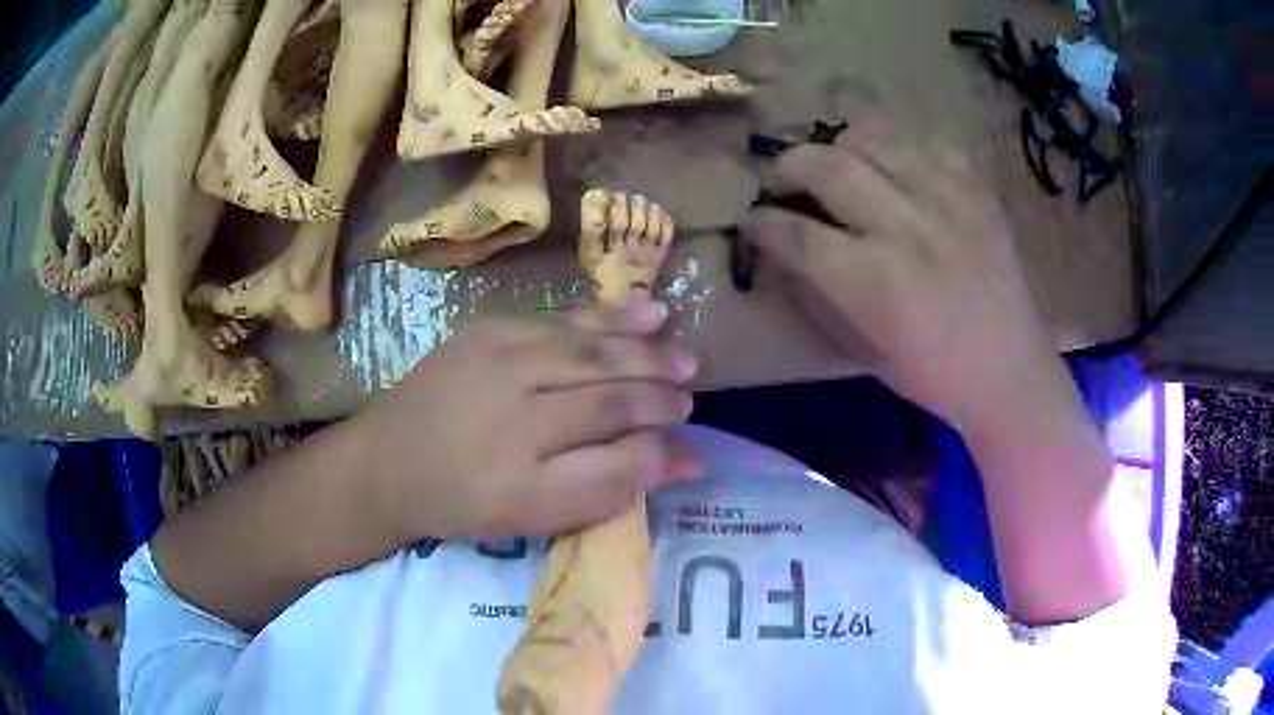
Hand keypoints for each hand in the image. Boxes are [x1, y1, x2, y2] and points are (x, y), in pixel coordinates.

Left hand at [355, 298, 700, 540]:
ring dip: (644, 349)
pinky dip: (608, 317)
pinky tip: (645, 311)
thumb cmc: (462, 502)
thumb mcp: (536, 517)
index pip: (618, 448)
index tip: (690, 440)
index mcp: (524, 472)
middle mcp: (515, 407)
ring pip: (590, 347)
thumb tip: (683, 461)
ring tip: (682, 355)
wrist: (386, 461)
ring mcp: (498, 358)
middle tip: (690, 394)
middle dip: (659, 390)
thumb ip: (609, 488)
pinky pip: (561, 319)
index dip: (660, 441)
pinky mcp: (487, 329)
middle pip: (608, 390)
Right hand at [744, 117, 1064, 427]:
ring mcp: (947, 200)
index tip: (754, 223)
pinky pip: (927, 142)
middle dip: (787, 167)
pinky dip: (900, 147)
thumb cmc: (934, 376)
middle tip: (780, 181)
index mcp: (874, 282)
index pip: (796, 234)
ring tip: (836, 165)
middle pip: (827, 166)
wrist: (1011, 373)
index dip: (763, 224)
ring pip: (874, 137)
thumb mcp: (863, 349)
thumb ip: (818, 292)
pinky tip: (896, 168)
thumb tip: (784, 248)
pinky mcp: (977, 191)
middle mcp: (907, 228)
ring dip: (840, 146)